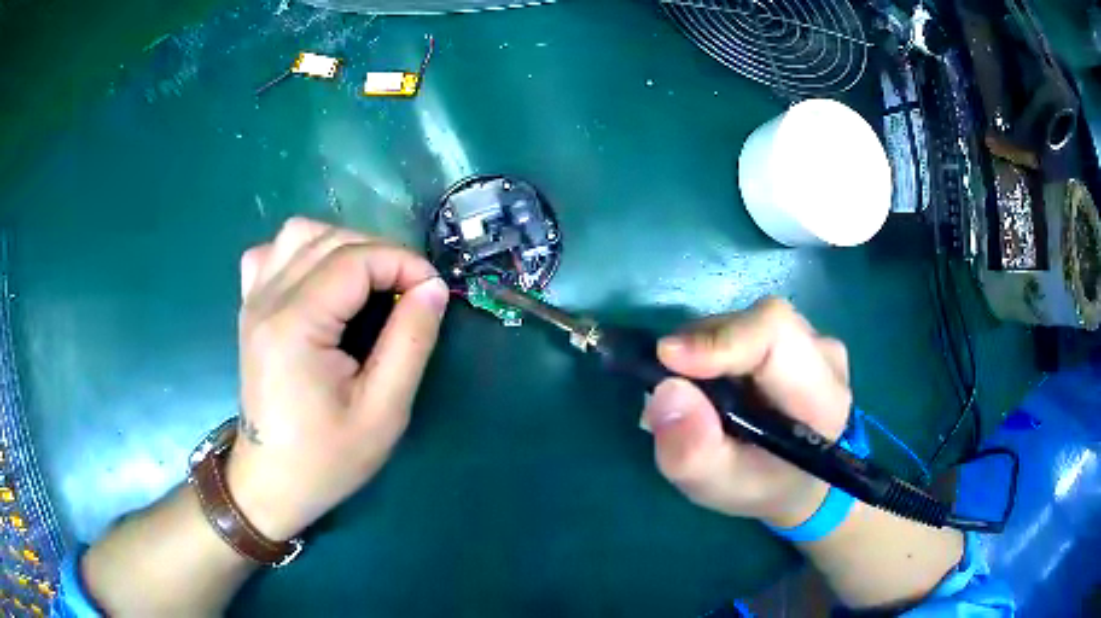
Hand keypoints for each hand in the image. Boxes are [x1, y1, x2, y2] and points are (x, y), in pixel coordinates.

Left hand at [226, 218, 449, 539]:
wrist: (271, 482)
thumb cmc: (327, 459)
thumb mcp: (383, 412)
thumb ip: (410, 342)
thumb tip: (433, 287)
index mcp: (295, 326)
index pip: (355, 260)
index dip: (403, 264)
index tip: (434, 291)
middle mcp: (267, 301)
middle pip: (329, 239)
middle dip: (380, 252)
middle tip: (410, 291)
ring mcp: (253, 301)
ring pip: (299, 234)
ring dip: (343, 244)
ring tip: (369, 280)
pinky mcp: (249, 309)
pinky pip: (272, 253)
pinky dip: (304, 251)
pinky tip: (320, 279)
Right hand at [641, 298, 852, 527]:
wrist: (796, 479)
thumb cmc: (763, 487)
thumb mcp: (720, 487)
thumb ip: (692, 452)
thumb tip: (663, 392)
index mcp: (823, 397)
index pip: (776, 336)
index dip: (719, 340)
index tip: (668, 359)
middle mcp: (825, 355)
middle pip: (757, 323)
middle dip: (702, 348)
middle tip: (666, 390)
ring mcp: (812, 340)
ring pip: (747, 323)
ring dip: (705, 352)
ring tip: (689, 397)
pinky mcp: (794, 335)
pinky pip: (745, 327)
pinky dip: (713, 351)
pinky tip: (708, 387)